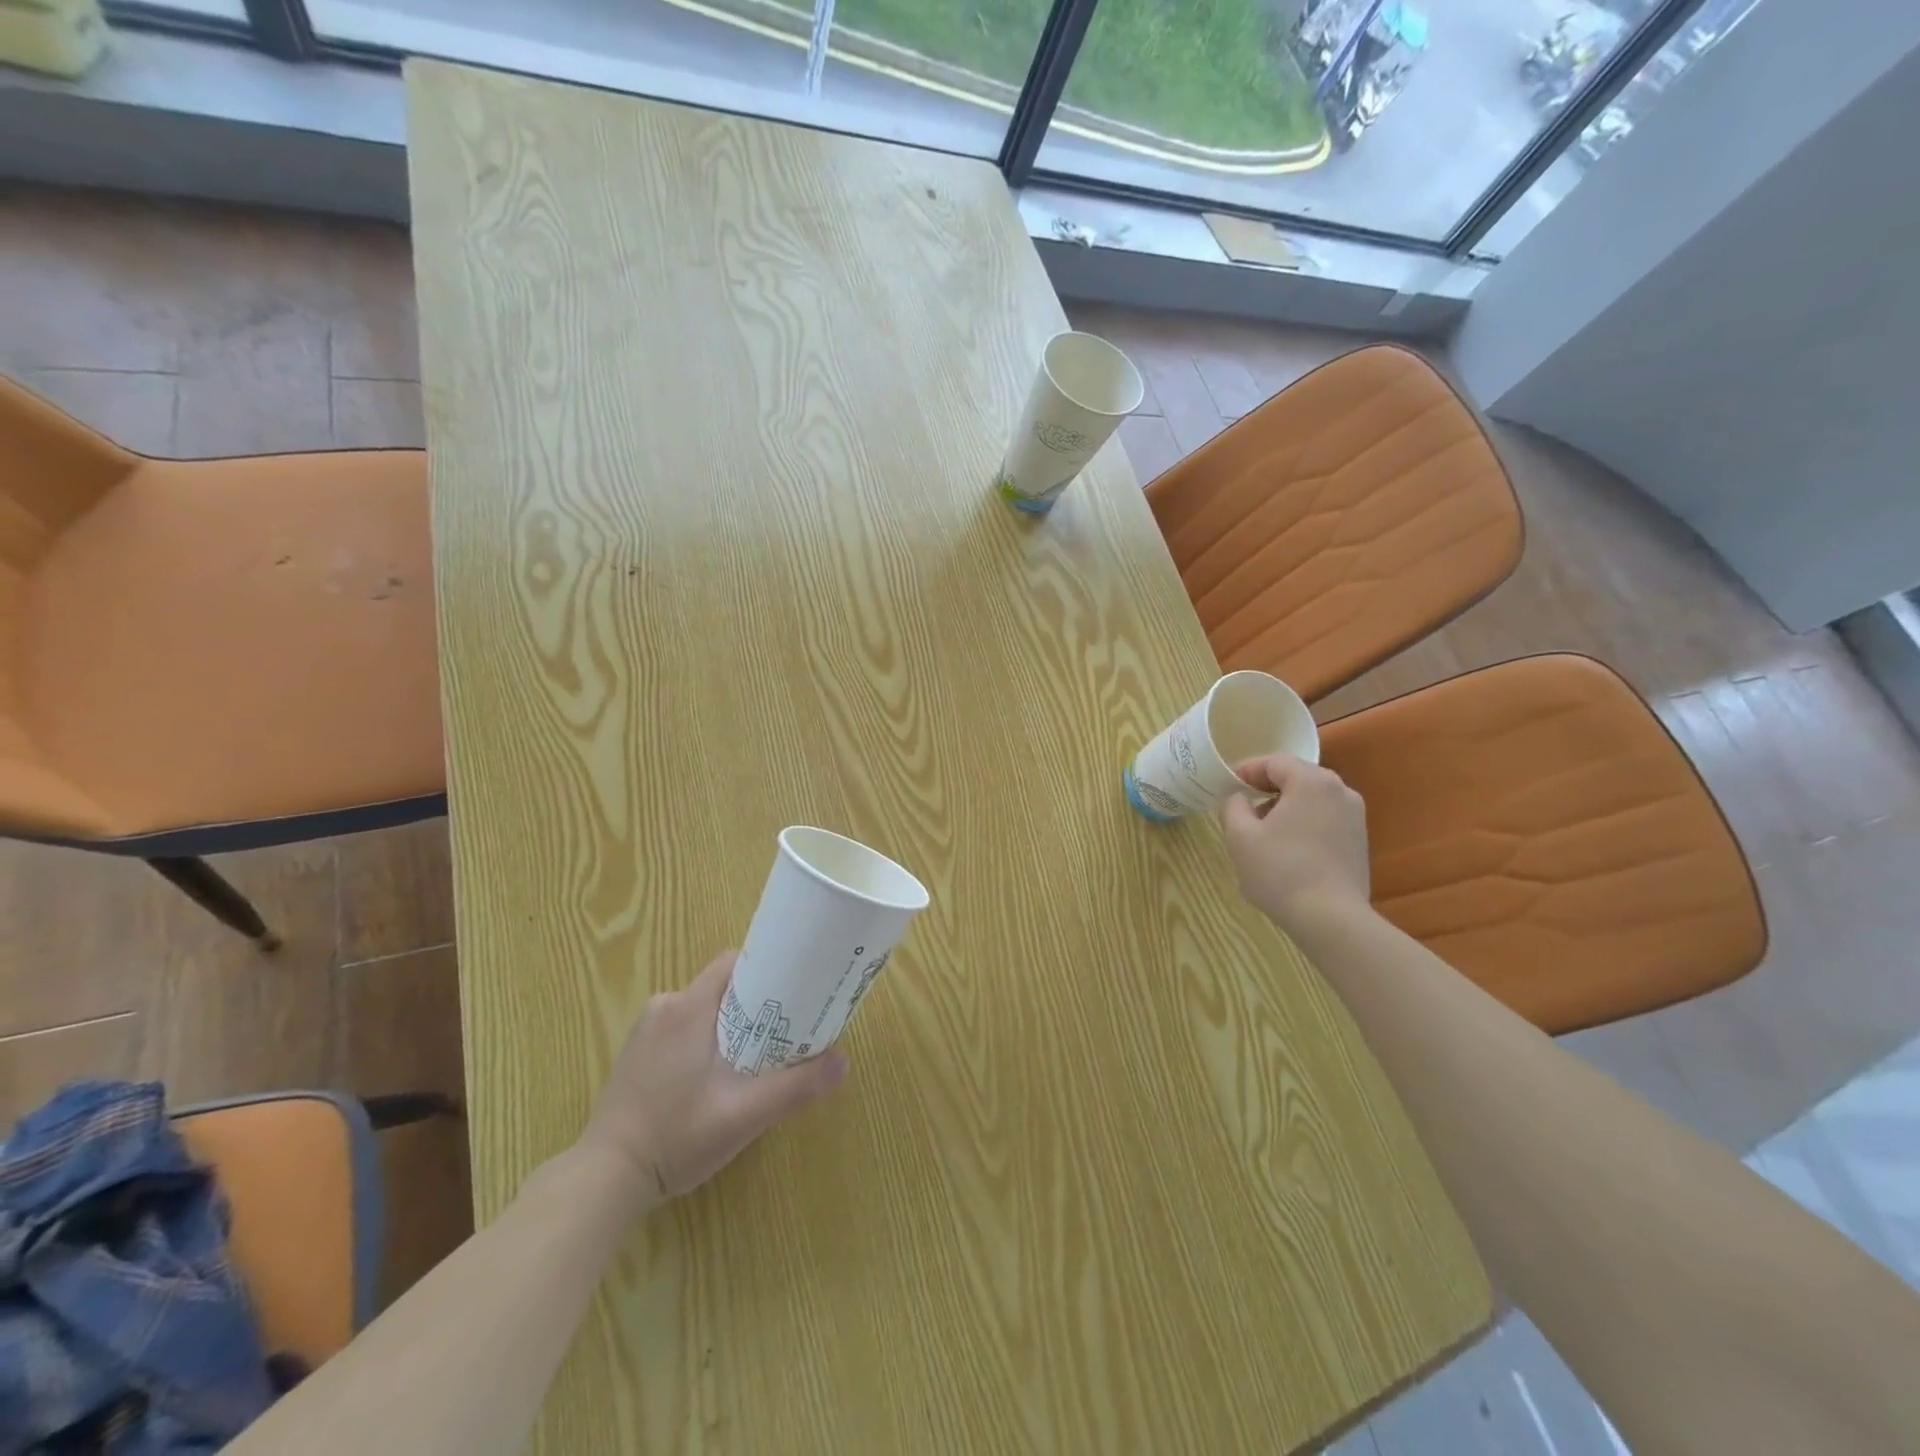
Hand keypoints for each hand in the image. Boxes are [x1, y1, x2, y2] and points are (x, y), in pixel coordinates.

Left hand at [578, 950, 847, 1204]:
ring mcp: (646, 1030)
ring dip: (729, 1026)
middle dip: (754, 1004)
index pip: (734, 963)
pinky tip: (715, 1077)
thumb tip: (842, 1061)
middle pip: (722, 987)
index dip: (767, 970)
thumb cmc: (675, 1137)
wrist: (605, 1179)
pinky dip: (705, 1040)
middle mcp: (665, 1006)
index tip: (794, 990)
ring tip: (754, 1058)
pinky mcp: (636, 1052)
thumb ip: (794, 1086)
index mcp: (688, 1007)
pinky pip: (682, 1028)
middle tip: (783, 1032)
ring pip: (703, 1009)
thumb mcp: (743, 1115)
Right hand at [1219, 755, 1370, 930]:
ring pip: (1312, 798)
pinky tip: (1288, 849)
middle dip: (1267, 788)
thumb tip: (1238, 798)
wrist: (1331, 918)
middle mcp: (1340, 790)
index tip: (1228, 786)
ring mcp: (1355, 816)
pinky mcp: (1359, 840)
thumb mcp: (1240, 836)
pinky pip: (1325, 818)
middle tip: (1243, 807)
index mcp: (1311, 781)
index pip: (1274, 762)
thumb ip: (1233, 806)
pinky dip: (1304, 823)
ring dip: (1285, 806)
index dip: (1247, 770)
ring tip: (1263, 832)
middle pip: (1296, 777)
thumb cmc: (1280, 870)